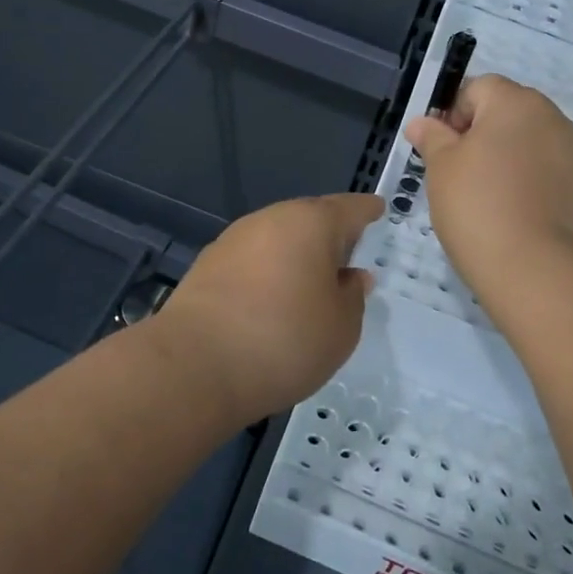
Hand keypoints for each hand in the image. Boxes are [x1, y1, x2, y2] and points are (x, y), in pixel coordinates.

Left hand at [153, 193, 383, 424]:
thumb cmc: (284, 340)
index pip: (350, 208)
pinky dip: (269, 272)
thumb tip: (351, 277)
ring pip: (278, 238)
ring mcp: (234, 239)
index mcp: (312, 222)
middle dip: (330, 234)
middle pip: (311, 218)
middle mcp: (272, 218)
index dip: (368, 211)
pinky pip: (253, 259)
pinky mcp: (208, 264)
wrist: (195, 365)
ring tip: (310, 285)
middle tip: (347, 257)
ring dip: (296, 255)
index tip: (378, 210)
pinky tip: (272, 300)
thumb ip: (352, 297)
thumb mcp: (341, 328)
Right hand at [403, 75, 572, 295]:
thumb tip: (422, 122)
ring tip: (498, 199)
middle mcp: (554, 117)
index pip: (479, 88)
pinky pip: (561, 173)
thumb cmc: (477, 206)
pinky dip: (545, 183)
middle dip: (488, 135)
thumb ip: (432, 137)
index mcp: (515, 102)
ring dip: (518, 158)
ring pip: (539, 143)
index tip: (444, 151)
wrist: (535, 268)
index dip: (455, 115)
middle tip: (466, 176)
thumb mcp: (441, 168)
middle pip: (512, 113)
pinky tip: (529, 212)